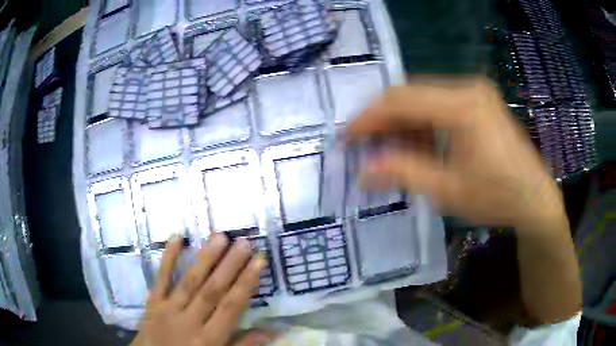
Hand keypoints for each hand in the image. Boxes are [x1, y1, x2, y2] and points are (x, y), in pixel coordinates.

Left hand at [132, 234, 269, 345]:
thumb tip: (269, 331)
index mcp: (209, 339)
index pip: (232, 307)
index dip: (246, 283)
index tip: (258, 261)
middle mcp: (190, 321)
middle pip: (212, 290)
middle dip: (230, 265)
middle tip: (244, 242)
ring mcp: (168, 309)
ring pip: (190, 281)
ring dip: (205, 258)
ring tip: (219, 236)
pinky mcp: (152, 303)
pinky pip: (160, 279)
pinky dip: (168, 258)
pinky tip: (177, 238)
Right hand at [348, 77, 564, 229]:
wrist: (534, 198)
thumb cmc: (498, 197)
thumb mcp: (449, 191)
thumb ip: (404, 173)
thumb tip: (362, 171)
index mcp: (463, 106)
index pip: (401, 100)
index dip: (369, 118)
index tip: (348, 137)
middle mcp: (467, 88)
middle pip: (410, 94)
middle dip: (383, 120)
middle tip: (365, 146)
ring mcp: (475, 92)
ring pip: (423, 98)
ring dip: (402, 123)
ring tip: (390, 150)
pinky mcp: (478, 101)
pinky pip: (439, 104)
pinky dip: (422, 123)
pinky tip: (418, 144)